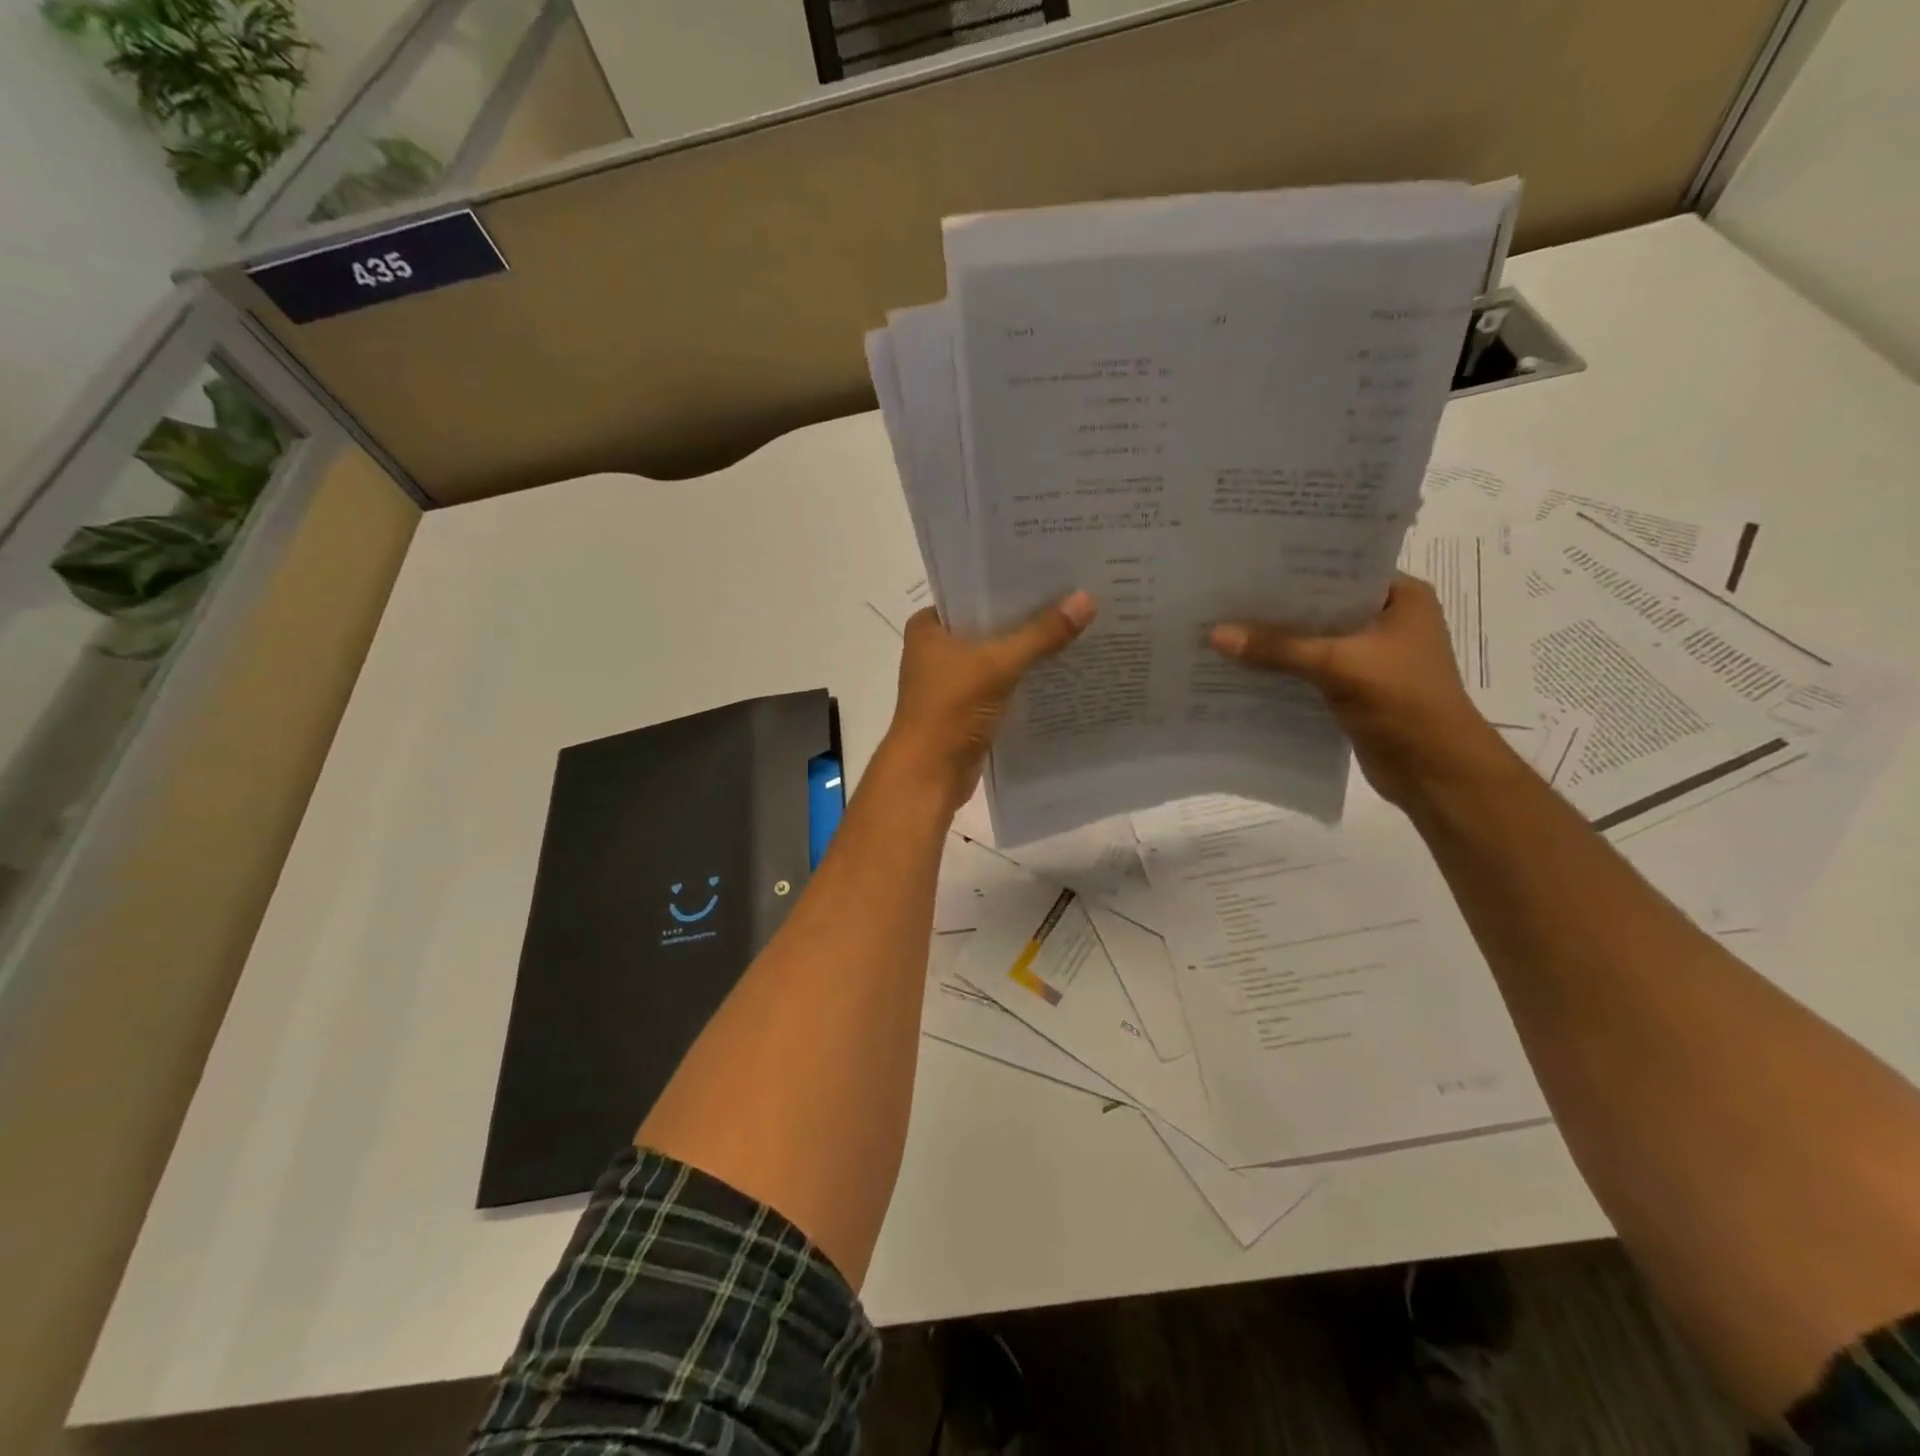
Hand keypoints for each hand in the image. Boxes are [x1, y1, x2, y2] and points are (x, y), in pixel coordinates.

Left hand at [881, 591, 1096, 814]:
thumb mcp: (998, 665)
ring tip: (1077, 624)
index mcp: (929, 626)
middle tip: (1076, 593)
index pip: (974, 590)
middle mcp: (937, 647)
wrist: (928, 775)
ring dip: (1029, 647)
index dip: (1012, 580)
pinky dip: (1025, 676)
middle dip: (1028, 614)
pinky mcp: (968, 705)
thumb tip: (1087, 599)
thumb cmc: (950, 710)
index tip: (1054, 568)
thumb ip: (1041, 634)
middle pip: (990, 623)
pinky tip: (1061, 666)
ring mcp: (952, 678)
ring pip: (998, 654)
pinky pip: (1002, 681)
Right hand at [1208, 573, 1511, 807]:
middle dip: (1277, 608)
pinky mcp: (1355, 690)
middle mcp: (1387, 621)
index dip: (1295, 568)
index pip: (1340, 569)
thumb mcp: (1338, 665)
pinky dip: (1283, 671)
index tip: (1247, 566)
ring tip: (1224, 629)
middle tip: (1225, 596)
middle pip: (1321, 607)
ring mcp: (1371, 658)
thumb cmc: (1403, 702)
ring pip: (1313, 641)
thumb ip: (1277, 648)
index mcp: (1401, 598)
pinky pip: (1310, 671)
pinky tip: (1242, 668)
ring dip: (1276, 642)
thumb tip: (1214, 633)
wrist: (1436, 772)